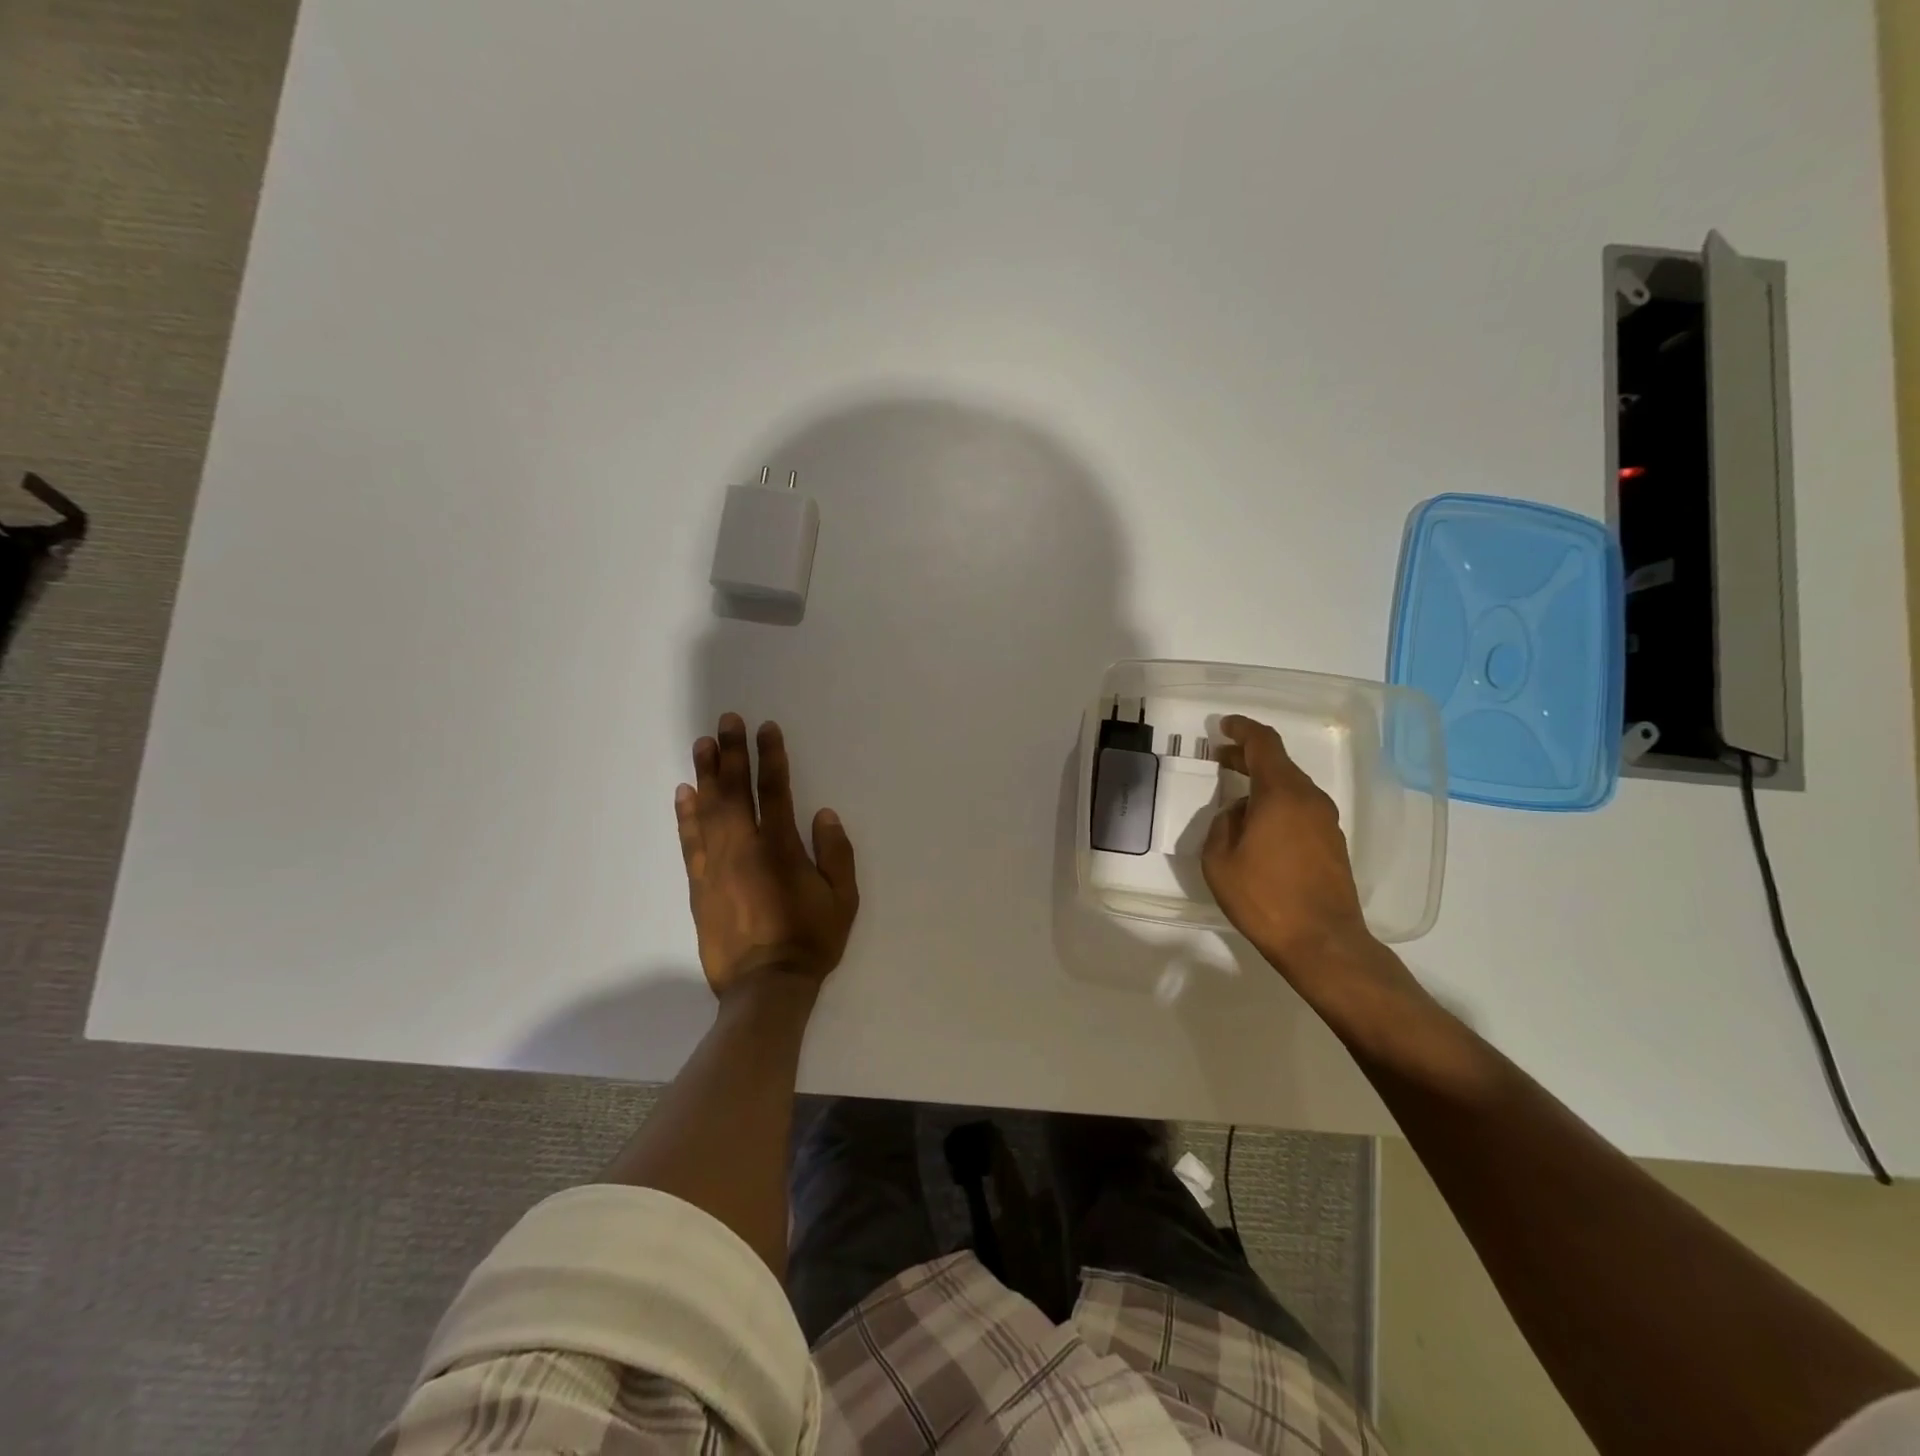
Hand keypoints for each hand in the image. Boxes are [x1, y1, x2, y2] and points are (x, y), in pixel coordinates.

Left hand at [675, 714, 858, 997]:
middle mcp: (744, 848)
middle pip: (734, 791)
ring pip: (707, 809)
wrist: (765, 987)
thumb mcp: (843, 899)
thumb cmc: (810, 940)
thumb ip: (835, 853)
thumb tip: (823, 813)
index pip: (774, 791)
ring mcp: (716, 866)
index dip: (770, 756)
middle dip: (731, 752)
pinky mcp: (699, 885)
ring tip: (702, 743)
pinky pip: (689, 842)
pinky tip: (684, 793)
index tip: (765, 728)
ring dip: (706, 774)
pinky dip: (685, 815)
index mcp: (781, 848)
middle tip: (726, 720)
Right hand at [1201, 714, 1371, 973]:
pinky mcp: (1332, 844)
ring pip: (1291, 787)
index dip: (1243, 730)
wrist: (1322, 942)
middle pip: (1279, 764)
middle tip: (1220, 757)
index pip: (1264, 744)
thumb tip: (1239, 812)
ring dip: (1263, 782)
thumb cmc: (1264, 898)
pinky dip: (1277, 803)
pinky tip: (1258, 824)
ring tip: (1235, 793)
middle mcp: (1310, 800)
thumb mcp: (1219, 860)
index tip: (1223, 726)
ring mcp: (1326, 822)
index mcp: (1282, 794)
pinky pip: (1300, 809)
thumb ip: (1224, 824)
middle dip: (1248, 756)